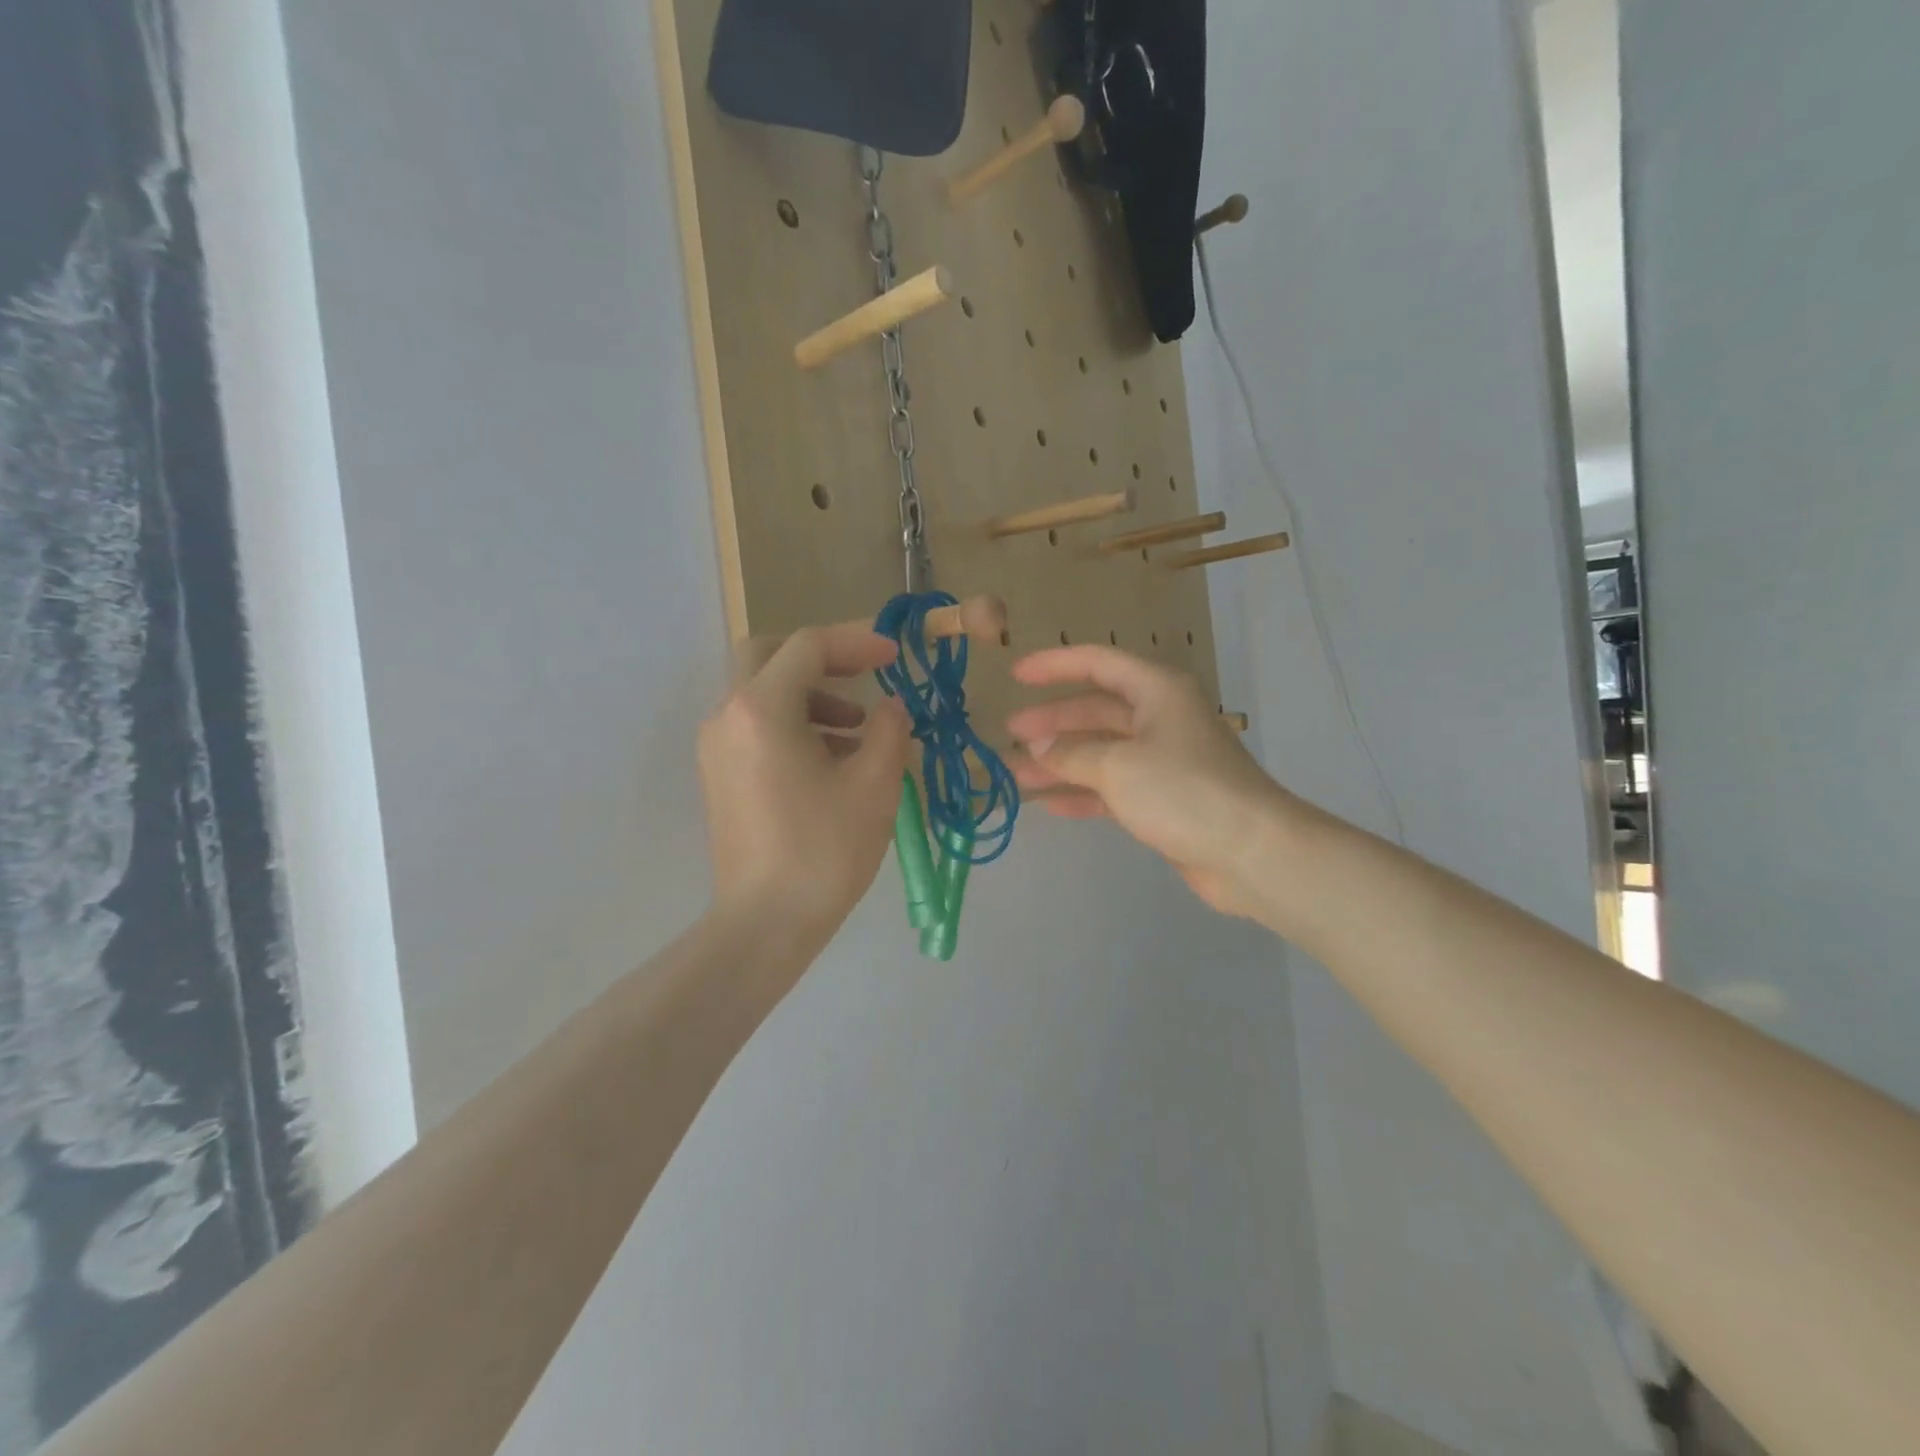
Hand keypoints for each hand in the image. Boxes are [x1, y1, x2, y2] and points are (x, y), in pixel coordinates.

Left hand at [699, 625, 910, 947]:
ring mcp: (716, 747)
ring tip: (860, 731)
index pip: (808, 646)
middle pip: (769, 655)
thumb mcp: (875, 784)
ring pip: (762, 693)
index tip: (894, 658)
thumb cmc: (824, 849)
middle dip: (822, 658)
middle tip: (864, 675)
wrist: (765, 923)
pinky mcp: (719, 775)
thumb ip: (890, 729)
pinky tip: (833, 761)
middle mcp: (728, 715)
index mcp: (762, 708)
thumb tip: (892, 707)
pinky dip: (794, 724)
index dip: (857, 643)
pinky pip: (756, 727)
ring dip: (812, 695)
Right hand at [1006, 646, 1292, 919]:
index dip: (1055, 665)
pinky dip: (1081, 793)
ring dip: (1059, 762)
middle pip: (1095, 711)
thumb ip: (1070, 753)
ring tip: (1014, 774)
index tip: (1015, 675)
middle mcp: (1159, 718)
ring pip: (1100, 752)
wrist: (1250, 852)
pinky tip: (1048, 804)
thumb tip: (1036, 744)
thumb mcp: (1118, 766)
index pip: (1098, 663)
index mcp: (1156, 691)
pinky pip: (1112, 787)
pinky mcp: (1163, 799)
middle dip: (1051, 723)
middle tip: (1009, 735)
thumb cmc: (1183, 791)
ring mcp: (1162, 760)